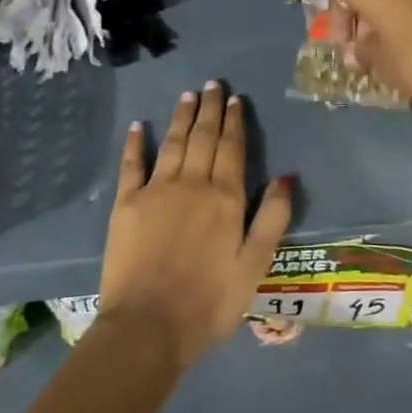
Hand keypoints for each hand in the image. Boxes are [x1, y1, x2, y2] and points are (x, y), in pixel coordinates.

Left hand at [98, 84, 291, 368]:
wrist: (147, 328)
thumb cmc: (209, 302)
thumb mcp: (254, 265)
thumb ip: (272, 218)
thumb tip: (286, 176)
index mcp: (225, 198)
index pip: (232, 149)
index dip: (234, 122)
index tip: (234, 99)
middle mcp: (192, 184)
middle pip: (203, 137)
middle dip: (209, 109)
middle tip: (212, 84)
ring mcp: (156, 190)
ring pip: (172, 143)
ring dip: (181, 117)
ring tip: (187, 95)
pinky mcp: (126, 204)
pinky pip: (131, 165)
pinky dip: (136, 143)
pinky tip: (139, 126)